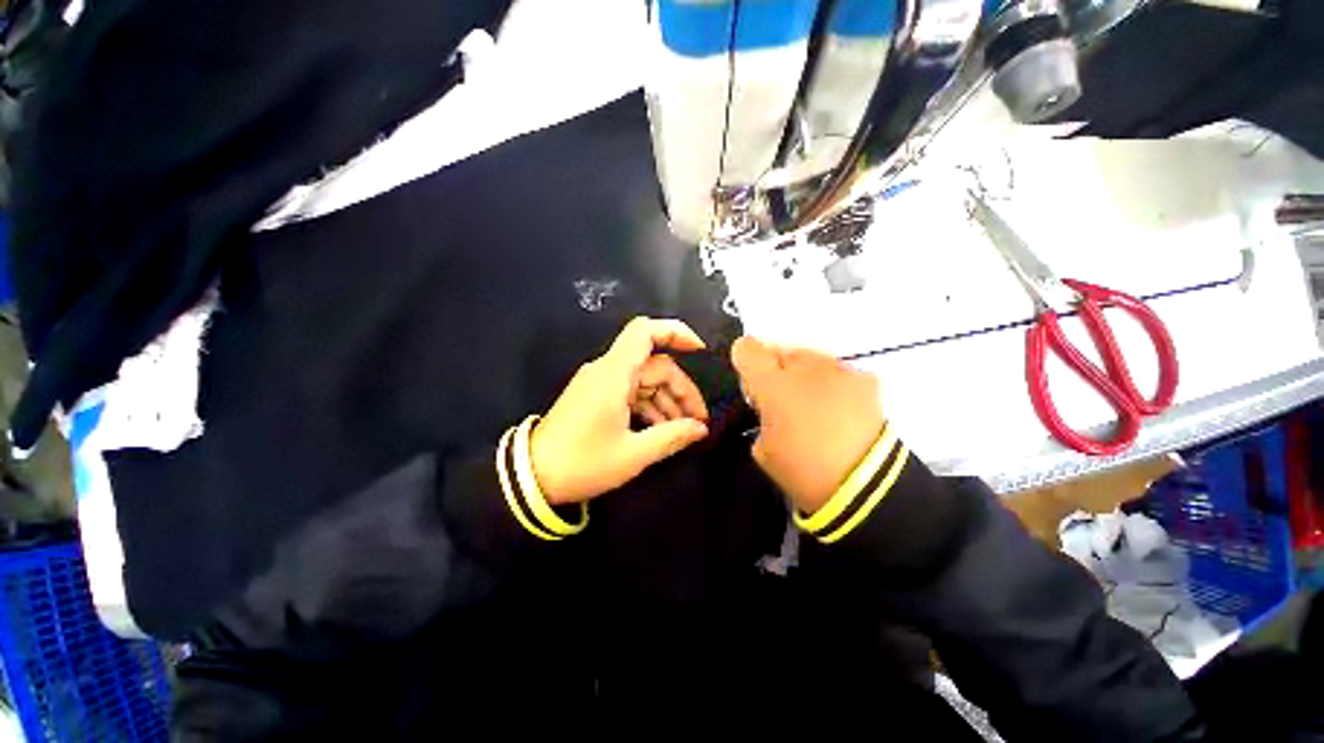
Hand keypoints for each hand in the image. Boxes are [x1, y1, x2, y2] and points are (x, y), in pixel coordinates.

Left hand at [530, 317, 710, 504]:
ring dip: (667, 401)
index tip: (700, 351)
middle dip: (681, 389)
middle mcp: (607, 370)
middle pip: (654, 365)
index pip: (645, 331)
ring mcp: (601, 383)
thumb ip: (672, 437)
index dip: (675, 332)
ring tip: (683, 431)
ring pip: (645, 381)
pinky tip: (661, 430)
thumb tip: (700, 429)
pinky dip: (649, 406)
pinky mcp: (597, 396)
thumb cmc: (583, 463)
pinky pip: (631, 392)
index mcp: (614, 374)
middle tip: (698, 421)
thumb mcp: (633, 454)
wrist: (532, 477)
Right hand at [731, 337, 884, 514]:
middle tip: (784, 399)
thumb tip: (767, 402)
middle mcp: (805, 367)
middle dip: (776, 370)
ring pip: (810, 358)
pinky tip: (840, 409)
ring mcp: (839, 369)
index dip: (745, 360)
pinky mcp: (865, 378)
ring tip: (816, 405)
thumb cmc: (803, 471)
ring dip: (805, 375)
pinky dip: (833, 384)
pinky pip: (838, 371)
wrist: (864, 486)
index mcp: (773, 385)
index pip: (747, 348)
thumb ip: (760, 413)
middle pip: (779, 350)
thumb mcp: (762, 448)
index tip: (751, 381)